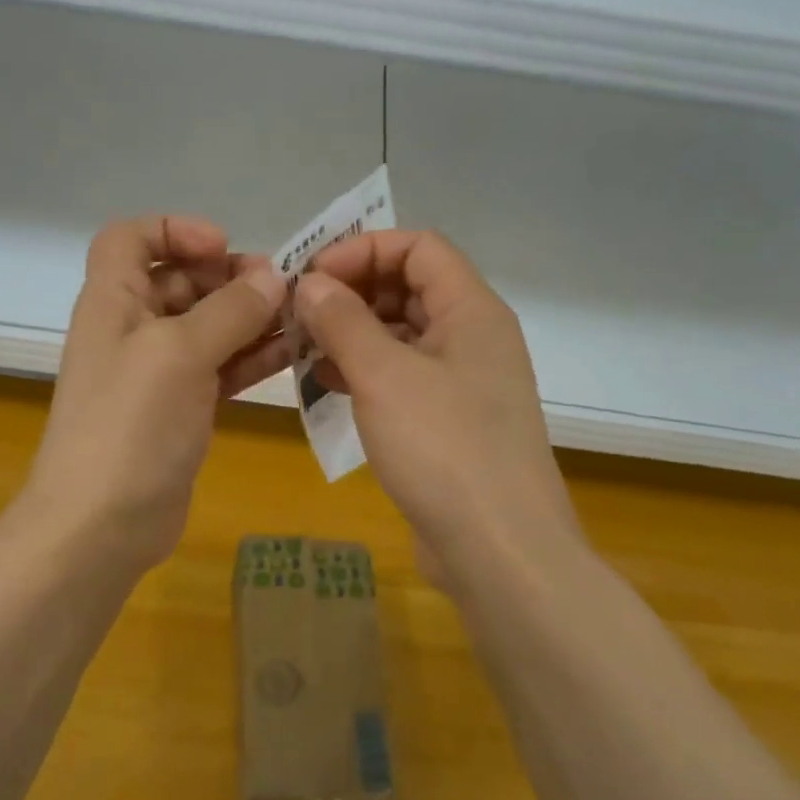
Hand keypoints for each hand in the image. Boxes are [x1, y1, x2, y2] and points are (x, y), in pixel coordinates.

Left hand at [25, 216, 289, 570]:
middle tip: (281, 289)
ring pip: (207, 326)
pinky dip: (251, 357)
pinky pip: (219, 367)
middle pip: (180, 280)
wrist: (101, 526)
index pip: (130, 238)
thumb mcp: (179, 353)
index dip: (174, 230)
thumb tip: (272, 278)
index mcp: (113, 300)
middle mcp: (131, 328)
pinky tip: (292, 355)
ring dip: (250, 318)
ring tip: (300, 319)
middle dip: (229, 278)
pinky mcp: (179, 408)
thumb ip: (228, 310)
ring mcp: (156, 372)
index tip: (222, 247)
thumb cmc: (131, 424)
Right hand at [295, 230, 579, 582]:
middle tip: (299, 312)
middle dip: (352, 292)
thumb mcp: (383, 376)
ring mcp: (463, 382)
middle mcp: (473, 337)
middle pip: (409, 287)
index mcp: (472, 311)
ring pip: (402, 334)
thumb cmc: (445, 449)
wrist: (501, 552)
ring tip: (304, 347)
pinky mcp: (449, 421)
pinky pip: (402, 376)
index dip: (364, 250)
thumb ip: (343, 320)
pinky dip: (365, 371)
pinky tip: (328, 385)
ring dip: (353, 333)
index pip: (419, 247)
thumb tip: (309, 283)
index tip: (312, 276)